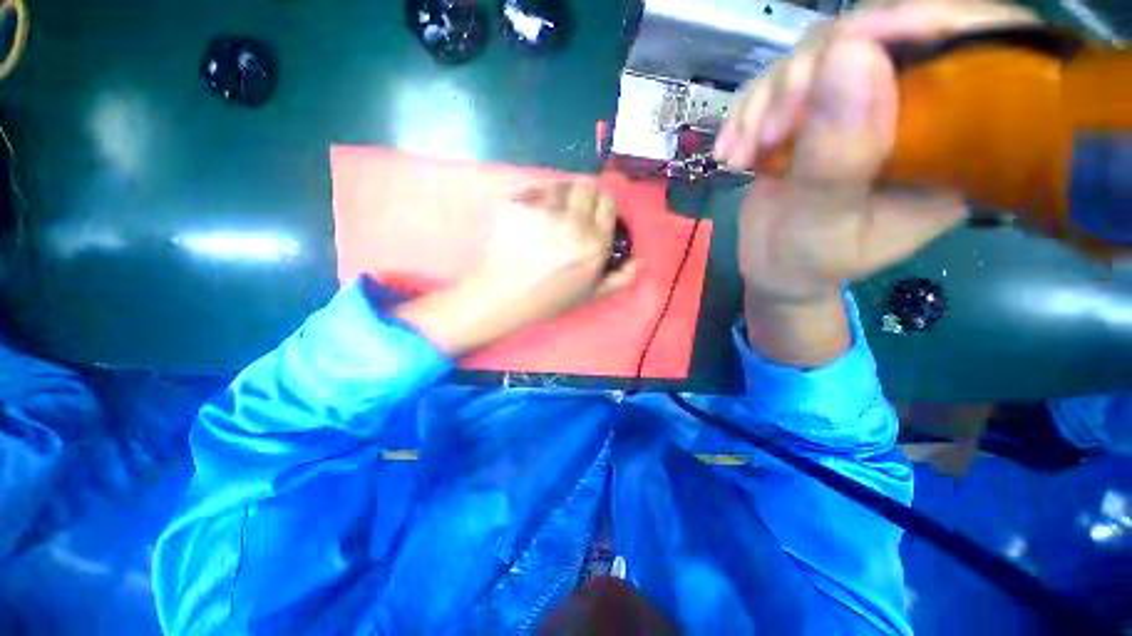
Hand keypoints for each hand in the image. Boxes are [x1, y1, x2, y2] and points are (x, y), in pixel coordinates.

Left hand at [475, 179, 637, 325]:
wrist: (505, 296)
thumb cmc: (550, 298)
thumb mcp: (590, 295)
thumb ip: (619, 279)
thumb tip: (638, 261)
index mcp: (595, 243)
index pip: (608, 202)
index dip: (601, 205)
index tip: (592, 212)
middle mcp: (573, 223)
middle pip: (587, 185)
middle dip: (583, 195)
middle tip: (572, 209)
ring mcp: (544, 212)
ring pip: (560, 184)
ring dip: (559, 194)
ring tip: (550, 212)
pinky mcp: (519, 205)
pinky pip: (533, 190)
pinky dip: (534, 198)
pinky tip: (530, 216)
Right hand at [718, 1, 1037, 365]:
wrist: (775, 269)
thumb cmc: (808, 262)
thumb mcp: (826, 224)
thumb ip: (839, 157)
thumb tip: (848, 53)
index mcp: (954, 141)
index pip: (963, 49)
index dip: (911, 24)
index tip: (846, 47)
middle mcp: (915, 107)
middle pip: (878, 37)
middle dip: (810, 74)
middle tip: (767, 131)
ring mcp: (860, 102)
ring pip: (820, 53)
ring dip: (768, 99)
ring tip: (741, 152)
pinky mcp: (817, 108)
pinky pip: (783, 81)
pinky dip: (749, 111)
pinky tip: (731, 149)